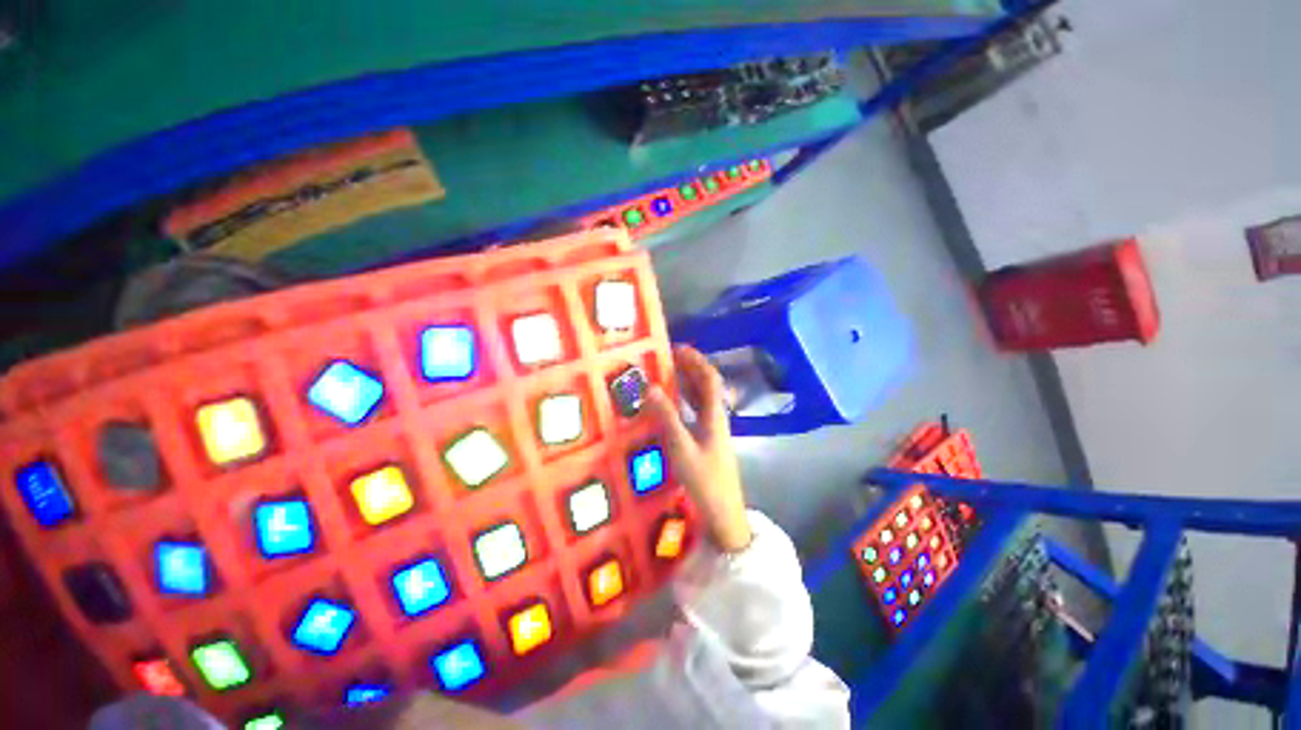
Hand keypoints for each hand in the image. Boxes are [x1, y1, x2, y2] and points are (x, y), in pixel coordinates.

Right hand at [646, 346, 751, 552]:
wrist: (723, 512)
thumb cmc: (704, 479)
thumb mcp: (681, 447)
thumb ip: (666, 417)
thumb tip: (650, 387)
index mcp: (714, 415)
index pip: (709, 378)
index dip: (696, 361)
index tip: (679, 349)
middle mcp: (717, 418)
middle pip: (707, 385)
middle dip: (691, 368)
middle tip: (670, 358)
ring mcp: (714, 430)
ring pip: (703, 398)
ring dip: (689, 383)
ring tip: (670, 374)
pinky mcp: (709, 441)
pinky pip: (698, 412)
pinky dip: (687, 401)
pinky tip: (675, 404)